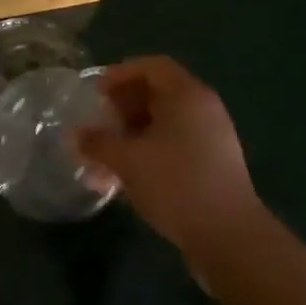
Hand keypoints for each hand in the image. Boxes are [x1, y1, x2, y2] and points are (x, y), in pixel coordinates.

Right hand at [72, 56, 260, 252]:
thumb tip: (76, 135)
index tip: (96, 93)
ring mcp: (212, 138)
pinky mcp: (213, 166)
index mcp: (187, 95)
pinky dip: (149, 152)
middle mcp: (203, 109)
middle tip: (99, 123)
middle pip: (159, 94)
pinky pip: (175, 145)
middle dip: (123, 106)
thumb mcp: (127, 160)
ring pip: (164, 124)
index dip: (120, 74)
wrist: (229, 237)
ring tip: (106, 156)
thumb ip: (98, 143)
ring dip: (132, 134)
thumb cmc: (175, 184)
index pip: (152, 66)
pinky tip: (127, 177)